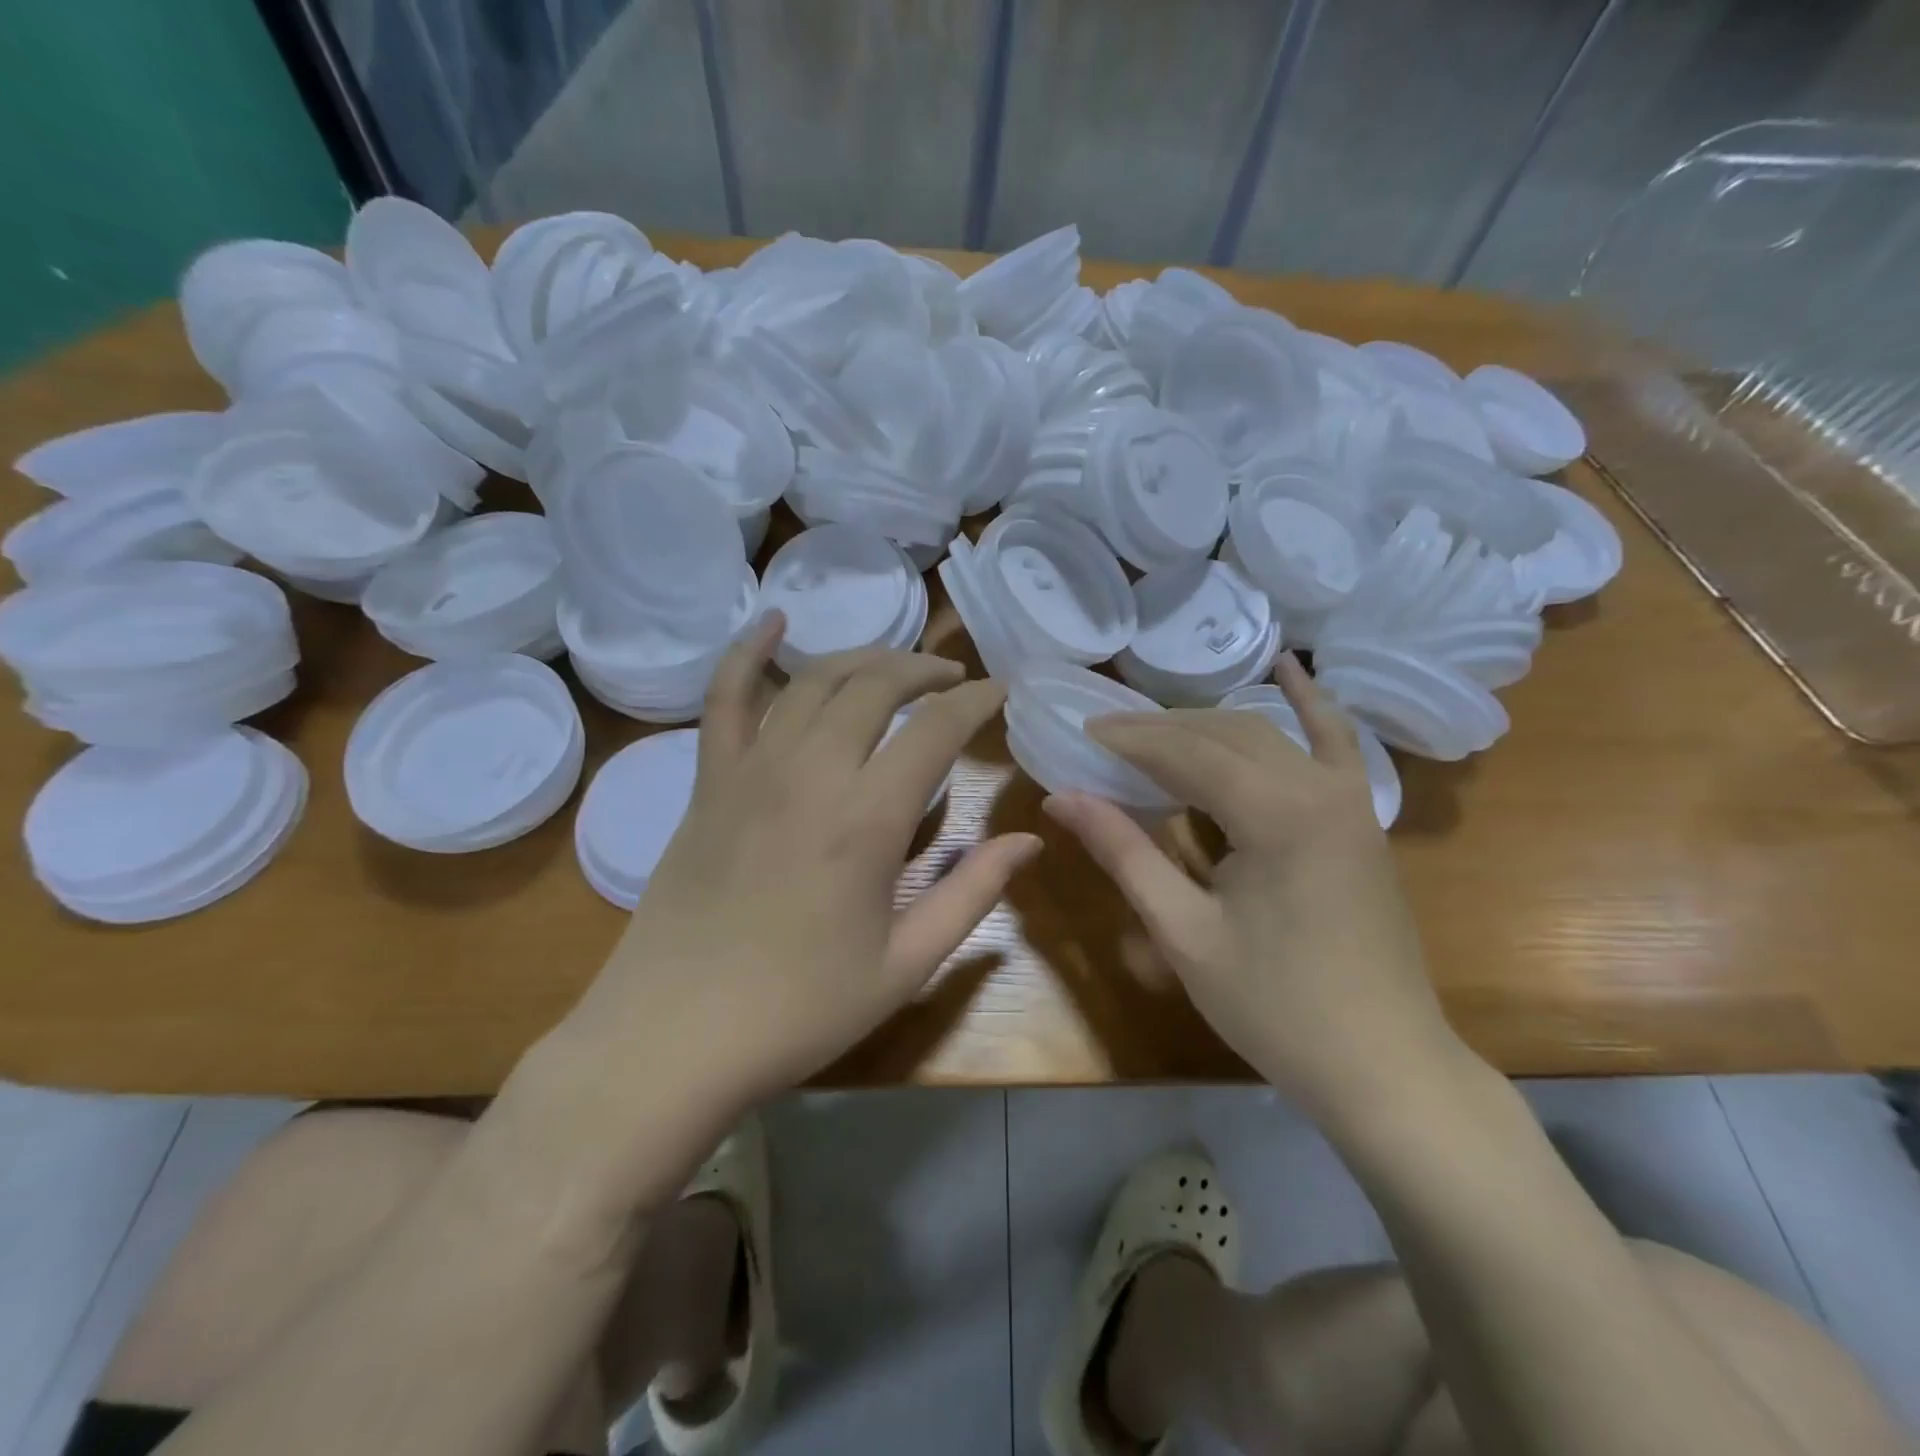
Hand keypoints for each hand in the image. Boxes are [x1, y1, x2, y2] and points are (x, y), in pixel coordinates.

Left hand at [562, 614, 1038, 1141]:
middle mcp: (811, 774)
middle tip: (953, 678)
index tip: (1000, 692)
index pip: (936, 729)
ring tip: (896, 666)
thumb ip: (971, 895)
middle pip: (876, 685)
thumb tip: (1029, 841)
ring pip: (814, 680)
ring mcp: (751, 770)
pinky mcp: (708, 781)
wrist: (674, 1036)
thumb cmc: (799, 1011)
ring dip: (864, 659)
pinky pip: (726, 697)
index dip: (975, 701)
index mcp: (867, 820)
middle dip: (924, 669)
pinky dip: (749, 652)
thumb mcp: (904, 966)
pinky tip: (772, 621)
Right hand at [1043, 655, 1463, 1116]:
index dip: (1129, 739)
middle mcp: (1318, 786)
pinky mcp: (1361, 818)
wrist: (1383, 1066)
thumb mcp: (1184, 931)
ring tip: (1155, 731)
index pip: (1186, 752)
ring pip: (1266, 735)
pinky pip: (1335, 743)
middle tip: (1106, 737)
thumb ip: (1125, 853)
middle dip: (1161, 729)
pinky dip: (1309, 704)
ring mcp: (1349, 798)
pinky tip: (1287, 669)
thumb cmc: (1275, 1006)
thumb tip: (1062, 798)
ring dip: (1207, 725)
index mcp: (1275, 813)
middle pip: (1224, 733)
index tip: (1082, 731)